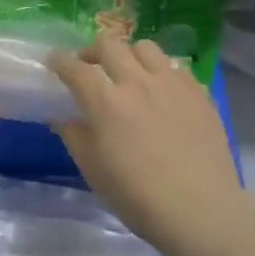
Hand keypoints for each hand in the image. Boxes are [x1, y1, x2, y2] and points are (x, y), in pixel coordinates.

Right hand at [50, 36, 249, 255]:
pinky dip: (162, 72)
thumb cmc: (137, 196)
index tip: (54, 61)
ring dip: (130, 54)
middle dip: (93, 50)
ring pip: (146, 48)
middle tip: (89, 65)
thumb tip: (63, 118)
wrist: (200, 210)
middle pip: (110, 45)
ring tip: (129, 72)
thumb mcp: (93, 171)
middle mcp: (137, 83)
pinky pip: (176, 68)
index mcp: (106, 102)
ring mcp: (172, 84)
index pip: (75, 69)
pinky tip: (162, 92)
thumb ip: (75, 137)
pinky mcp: (199, 93)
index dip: (60, 61)